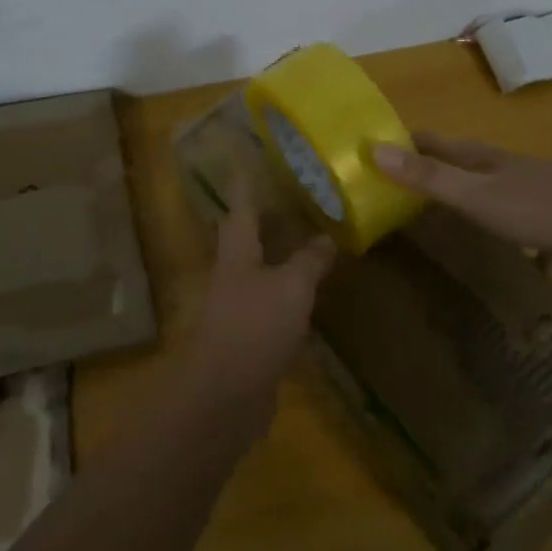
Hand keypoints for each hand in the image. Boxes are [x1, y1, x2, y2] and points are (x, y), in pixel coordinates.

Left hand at [190, 185, 336, 404]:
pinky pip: (274, 299)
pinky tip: (314, 287)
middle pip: (250, 233)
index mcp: (236, 251)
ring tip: (313, 231)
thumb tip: (327, 237)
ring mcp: (239, 303)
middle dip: (271, 212)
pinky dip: (292, 287)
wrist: (224, 397)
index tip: (254, 153)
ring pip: (264, 265)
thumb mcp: (291, 288)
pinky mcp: (250, 333)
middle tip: (299, 190)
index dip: (248, 178)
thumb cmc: (254, 328)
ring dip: (284, 250)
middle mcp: (233, 271)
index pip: (241, 203)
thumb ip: (309, 260)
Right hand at [373, 132, 551, 282]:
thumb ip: (429, 176)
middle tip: (383, 184)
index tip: (367, 150)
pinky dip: (475, 216)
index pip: (430, 141)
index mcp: (482, 158)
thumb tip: (374, 150)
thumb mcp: (477, 195)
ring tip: (418, 208)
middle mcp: (499, 168)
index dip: (399, 142)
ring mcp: (523, 192)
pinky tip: (472, 233)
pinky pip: (496, 212)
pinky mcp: (543, 219)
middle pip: (451, 161)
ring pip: (475, 186)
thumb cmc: (543, 208)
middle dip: (419, 166)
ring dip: (447, 191)